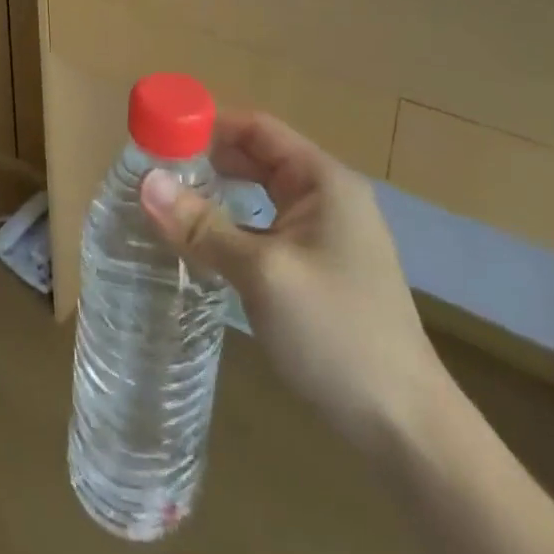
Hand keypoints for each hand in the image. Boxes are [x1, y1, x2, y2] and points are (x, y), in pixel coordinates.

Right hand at [141, 110, 444, 454]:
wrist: (407, 428)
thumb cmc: (337, 332)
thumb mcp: (263, 273)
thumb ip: (203, 226)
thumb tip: (146, 183)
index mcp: (323, 180)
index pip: (257, 128)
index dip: (208, 125)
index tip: (158, 136)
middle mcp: (327, 197)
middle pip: (257, 158)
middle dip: (207, 160)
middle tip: (154, 172)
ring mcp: (327, 234)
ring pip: (260, 196)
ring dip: (218, 195)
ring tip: (167, 202)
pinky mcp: (320, 268)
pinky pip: (267, 229)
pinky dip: (234, 227)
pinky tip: (202, 244)